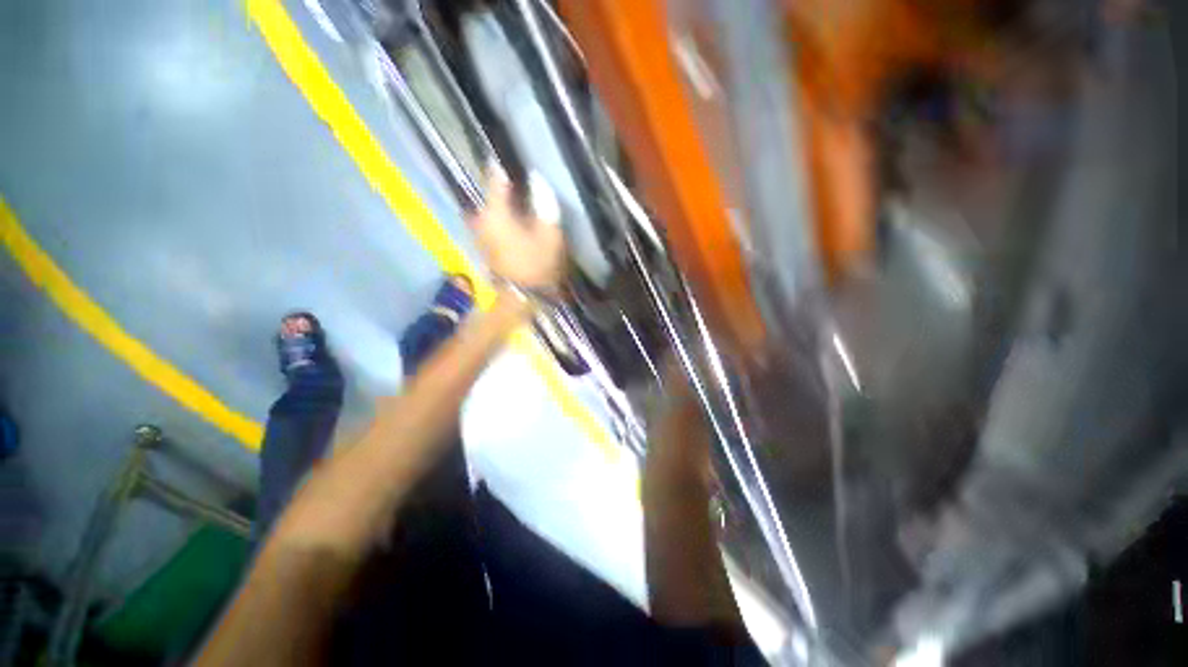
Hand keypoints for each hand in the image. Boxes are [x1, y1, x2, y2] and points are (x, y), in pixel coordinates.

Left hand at [470, 166, 565, 291]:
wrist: (521, 297)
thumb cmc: (535, 265)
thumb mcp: (548, 234)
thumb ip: (543, 203)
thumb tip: (537, 179)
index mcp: (494, 212)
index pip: (494, 176)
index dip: (505, 163)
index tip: (515, 155)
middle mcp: (481, 217)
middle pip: (492, 191)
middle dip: (507, 184)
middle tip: (527, 181)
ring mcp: (479, 231)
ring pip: (492, 206)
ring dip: (506, 200)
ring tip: (526, 198)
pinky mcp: (484, 243)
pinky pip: (493, 219)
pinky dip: (504, 215)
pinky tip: (519, 218)